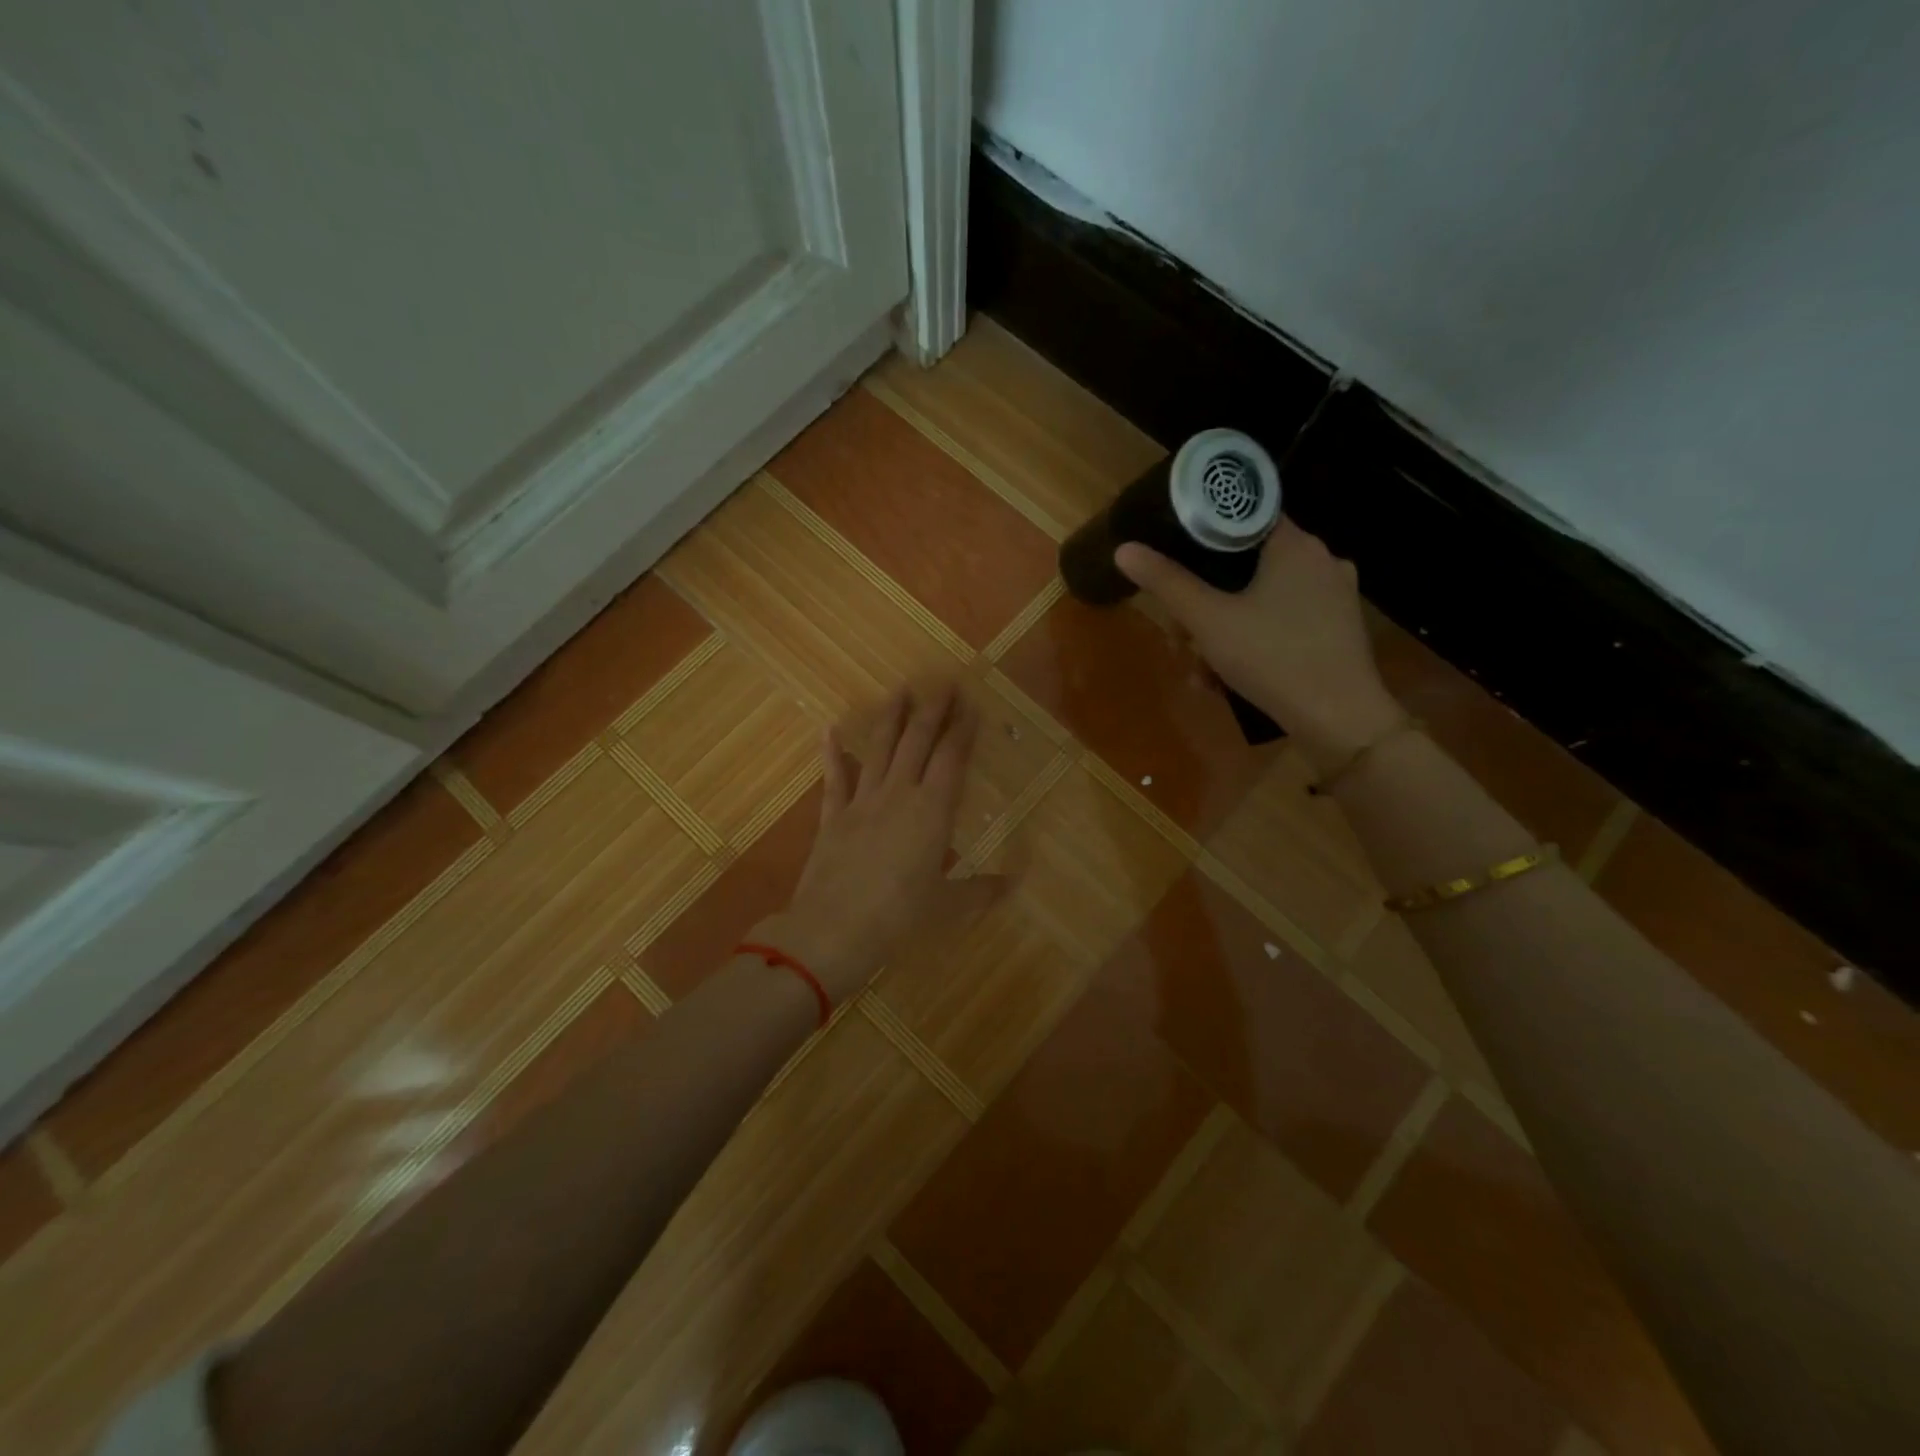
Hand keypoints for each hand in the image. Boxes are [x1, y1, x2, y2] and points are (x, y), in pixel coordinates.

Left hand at [763, 681, 1004, 1003]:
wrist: (833, 931)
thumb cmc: (899, 918)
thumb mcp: (948, 907)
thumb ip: (982, 890)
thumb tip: (1016, 882)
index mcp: (932, 811)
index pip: (951, 758)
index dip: (962, 728)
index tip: (970, 703)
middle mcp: (899, 794)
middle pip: (917, 741)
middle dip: (933, 709)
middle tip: (943, 682)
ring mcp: (862, 802)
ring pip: (879, 749)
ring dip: (891, 718)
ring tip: (901, 690)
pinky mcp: (833, 816)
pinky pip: (834, 778)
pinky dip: (832, 754)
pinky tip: (830, 730)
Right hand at [1115, 521, 1403, 772]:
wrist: (1339, 720)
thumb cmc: (1272, 658)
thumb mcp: (1208, 621)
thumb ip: (1167, 583)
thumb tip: (1125, 549)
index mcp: (1295, 544)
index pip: (1244, 516)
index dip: (1204, 535)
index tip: (1175, 561)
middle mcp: (1321, 560)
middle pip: (1246, 566)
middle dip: (1205, 602)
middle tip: (1181, 637)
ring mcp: (1334, 597)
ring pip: (1261, 599)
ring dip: (1223, 631)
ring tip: (1200, 671)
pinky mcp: (1338, 630)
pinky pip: (1283, 623)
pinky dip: (1253, 643)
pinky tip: (1229, 679)